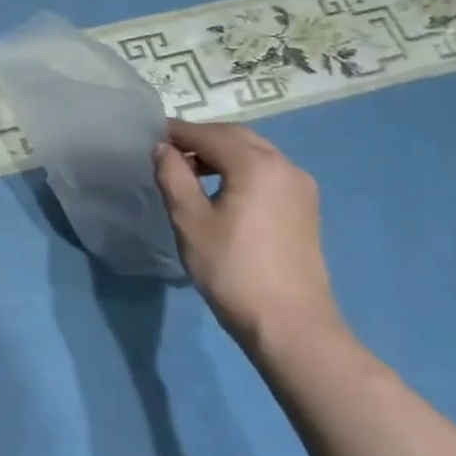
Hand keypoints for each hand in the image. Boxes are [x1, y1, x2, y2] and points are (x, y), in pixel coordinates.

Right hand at [152, 120, 343, 350]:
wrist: (288, 322)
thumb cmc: (231, 269)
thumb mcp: (189, 220)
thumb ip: (174, 176)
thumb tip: (163, 149)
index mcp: (256, 165)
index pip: (209, 134)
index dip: (177, 133)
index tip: (150, 137)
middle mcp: (285, 166)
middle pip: (236, 137)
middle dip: (201, 138)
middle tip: (167, 152)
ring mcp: (300, 186)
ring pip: (255, 152)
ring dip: (221, 153)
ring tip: (189, 171)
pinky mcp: (305, 206)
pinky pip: (267, 171)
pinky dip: (240, 168)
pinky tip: (220, 189)